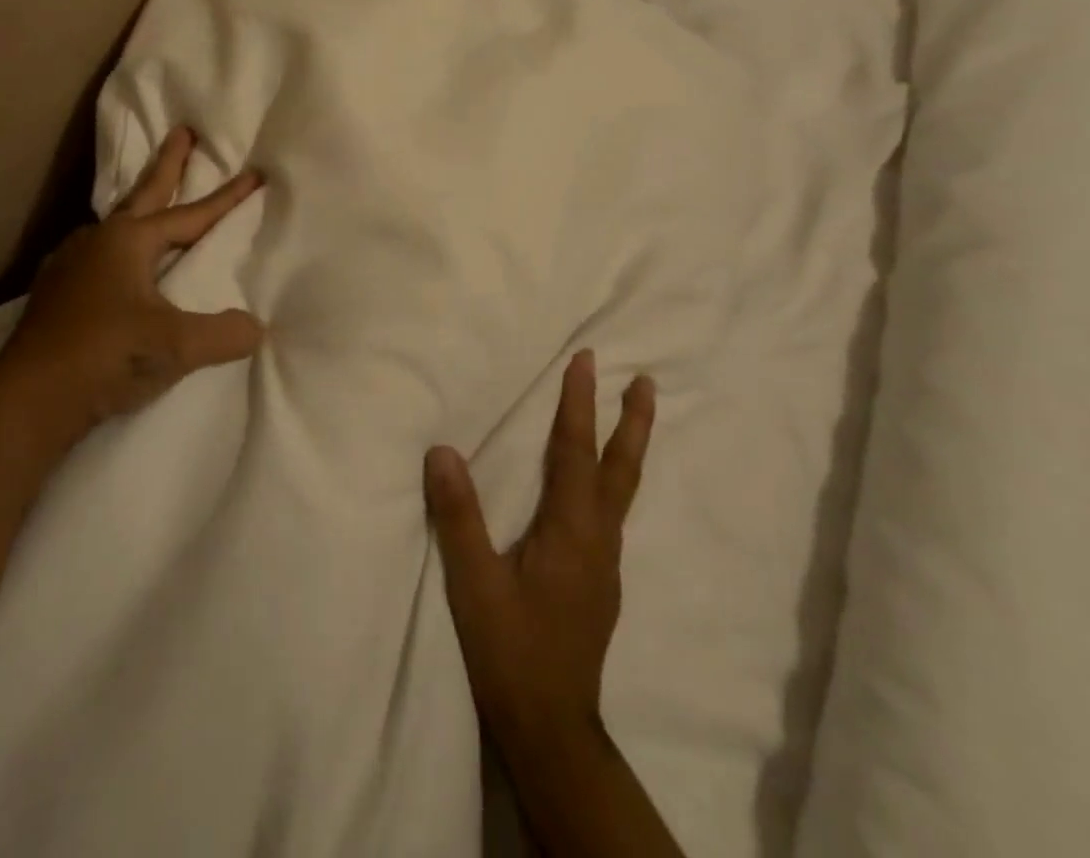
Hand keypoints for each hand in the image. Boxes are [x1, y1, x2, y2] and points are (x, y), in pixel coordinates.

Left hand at [0, 126, 264, 449]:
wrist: (29, 397)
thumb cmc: (107, 355)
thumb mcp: (176, 345)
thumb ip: (223, 334)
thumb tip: (257, 329)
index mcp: (129, 240)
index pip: (191, 214)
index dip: (227, 198)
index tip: (253, 173)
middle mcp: (99, 240)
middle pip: (144, 193)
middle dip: (168, 163)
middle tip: (183, 132)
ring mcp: (71, 263)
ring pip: (116, 223)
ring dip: (138, 206)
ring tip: (149, 202)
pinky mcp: (55, 291)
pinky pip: (97, 253)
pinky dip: (116, 246)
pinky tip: (114, 262)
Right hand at [424, 351, 655, 753]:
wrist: (551, 730)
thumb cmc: (511, 651)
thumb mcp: (475, 583)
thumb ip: (459, 516)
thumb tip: (442, 450)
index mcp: (572, 530)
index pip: (575, 451)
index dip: (579, 403)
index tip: (586, 360)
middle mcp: (598, 539)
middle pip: (621, 468)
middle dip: (632, 421)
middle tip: (647, 381)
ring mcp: (605, 563)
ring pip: (622, 490)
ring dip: (627, 447)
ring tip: (631, 418)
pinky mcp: (600, 582)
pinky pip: (611, 512)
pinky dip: (612, 479)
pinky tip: (598, 487)